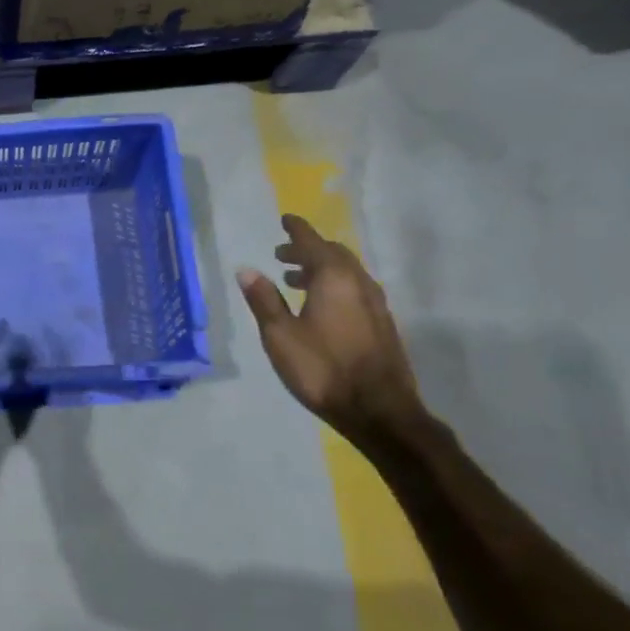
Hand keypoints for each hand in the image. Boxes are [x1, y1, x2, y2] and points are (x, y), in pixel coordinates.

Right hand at [237, 214, 421, 435]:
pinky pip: (355, 290)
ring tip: (294, 280)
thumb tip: (247, 270)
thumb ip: (264, 300)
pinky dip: (334, 286)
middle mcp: (359, 283)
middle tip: (281, 254)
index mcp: (334, 279)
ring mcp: (376, 305)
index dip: (296, 230)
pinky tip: (320, 307)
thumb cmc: (322, 369)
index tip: (285, 219)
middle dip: (307, 250)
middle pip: (334, 254)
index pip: (312, 243)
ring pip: (347, 273)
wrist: (380, 411)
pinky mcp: (382, 325)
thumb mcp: (280, 335)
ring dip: (320, 269)